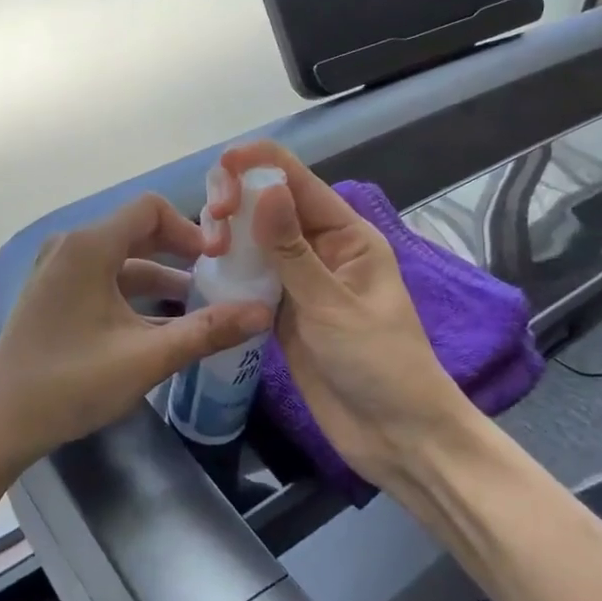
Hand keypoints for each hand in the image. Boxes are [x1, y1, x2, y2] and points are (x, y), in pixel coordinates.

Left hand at [0, 193, 273, 474]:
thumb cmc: (71, 382)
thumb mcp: (146, 357)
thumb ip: (207, 331)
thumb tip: (262, 312)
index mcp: (89, 245)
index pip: (150, 208)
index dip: (190, 228)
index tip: (220, 260)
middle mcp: (71, 246)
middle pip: (137, 230)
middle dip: (180, 251)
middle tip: (219, 277)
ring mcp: (58, 269)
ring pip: (121, 259)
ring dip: (160, 276)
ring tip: (200, 305)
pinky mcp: (53, 293)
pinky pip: (103, 278)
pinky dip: (134, 293)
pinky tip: (162, 323)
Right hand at [215, 142, 471, 495]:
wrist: (395, 437)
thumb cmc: (379, 365)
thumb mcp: (334, 306)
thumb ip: (292, 251)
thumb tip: (264, 188)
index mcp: (346, 233)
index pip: (297, 180)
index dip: (258, 163)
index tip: (221, 169)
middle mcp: (319, 247)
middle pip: (269, 202)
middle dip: (237, 199)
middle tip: (213, 225)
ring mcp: (298, 278)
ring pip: (254, 237)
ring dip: (228, 232)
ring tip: (206, 247)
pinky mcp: (281, 309)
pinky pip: (249, 274)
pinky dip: (228, 267)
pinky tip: (206, 268)